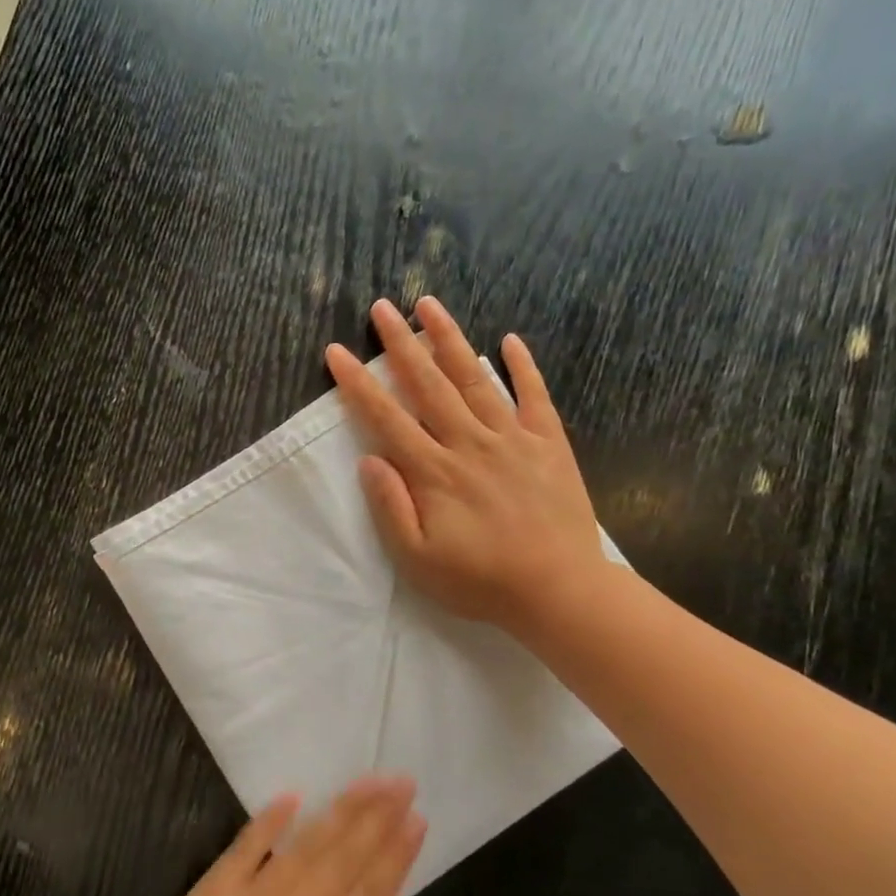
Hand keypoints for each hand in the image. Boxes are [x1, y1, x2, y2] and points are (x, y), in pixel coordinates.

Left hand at [104, 777, 424, 895]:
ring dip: (338, 812)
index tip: (416, 821)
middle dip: (376, 819)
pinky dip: (268, 821)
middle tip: (402, 782)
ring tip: (367, 782)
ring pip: (303, 849)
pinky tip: (292, 796)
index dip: (395, 858)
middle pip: (342, 862)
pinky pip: (244, 849)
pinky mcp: (211, 893)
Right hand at [325, 296, 607, 634]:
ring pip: (475, 379)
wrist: (558, 590)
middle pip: (428, 385)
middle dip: (401, 344)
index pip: (386, 418)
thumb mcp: (417, 559)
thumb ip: (390, 507)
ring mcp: (512, 438)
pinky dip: (522, 366)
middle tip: (382, 307)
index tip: (337, 352)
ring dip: (450, 340)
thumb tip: (369, 460)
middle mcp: (469, 443)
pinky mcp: (548, 444)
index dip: (358, 384)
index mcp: (434, 472)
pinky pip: (534, 396)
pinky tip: (509, 340)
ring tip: (430, 305)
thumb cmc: (479, 581)